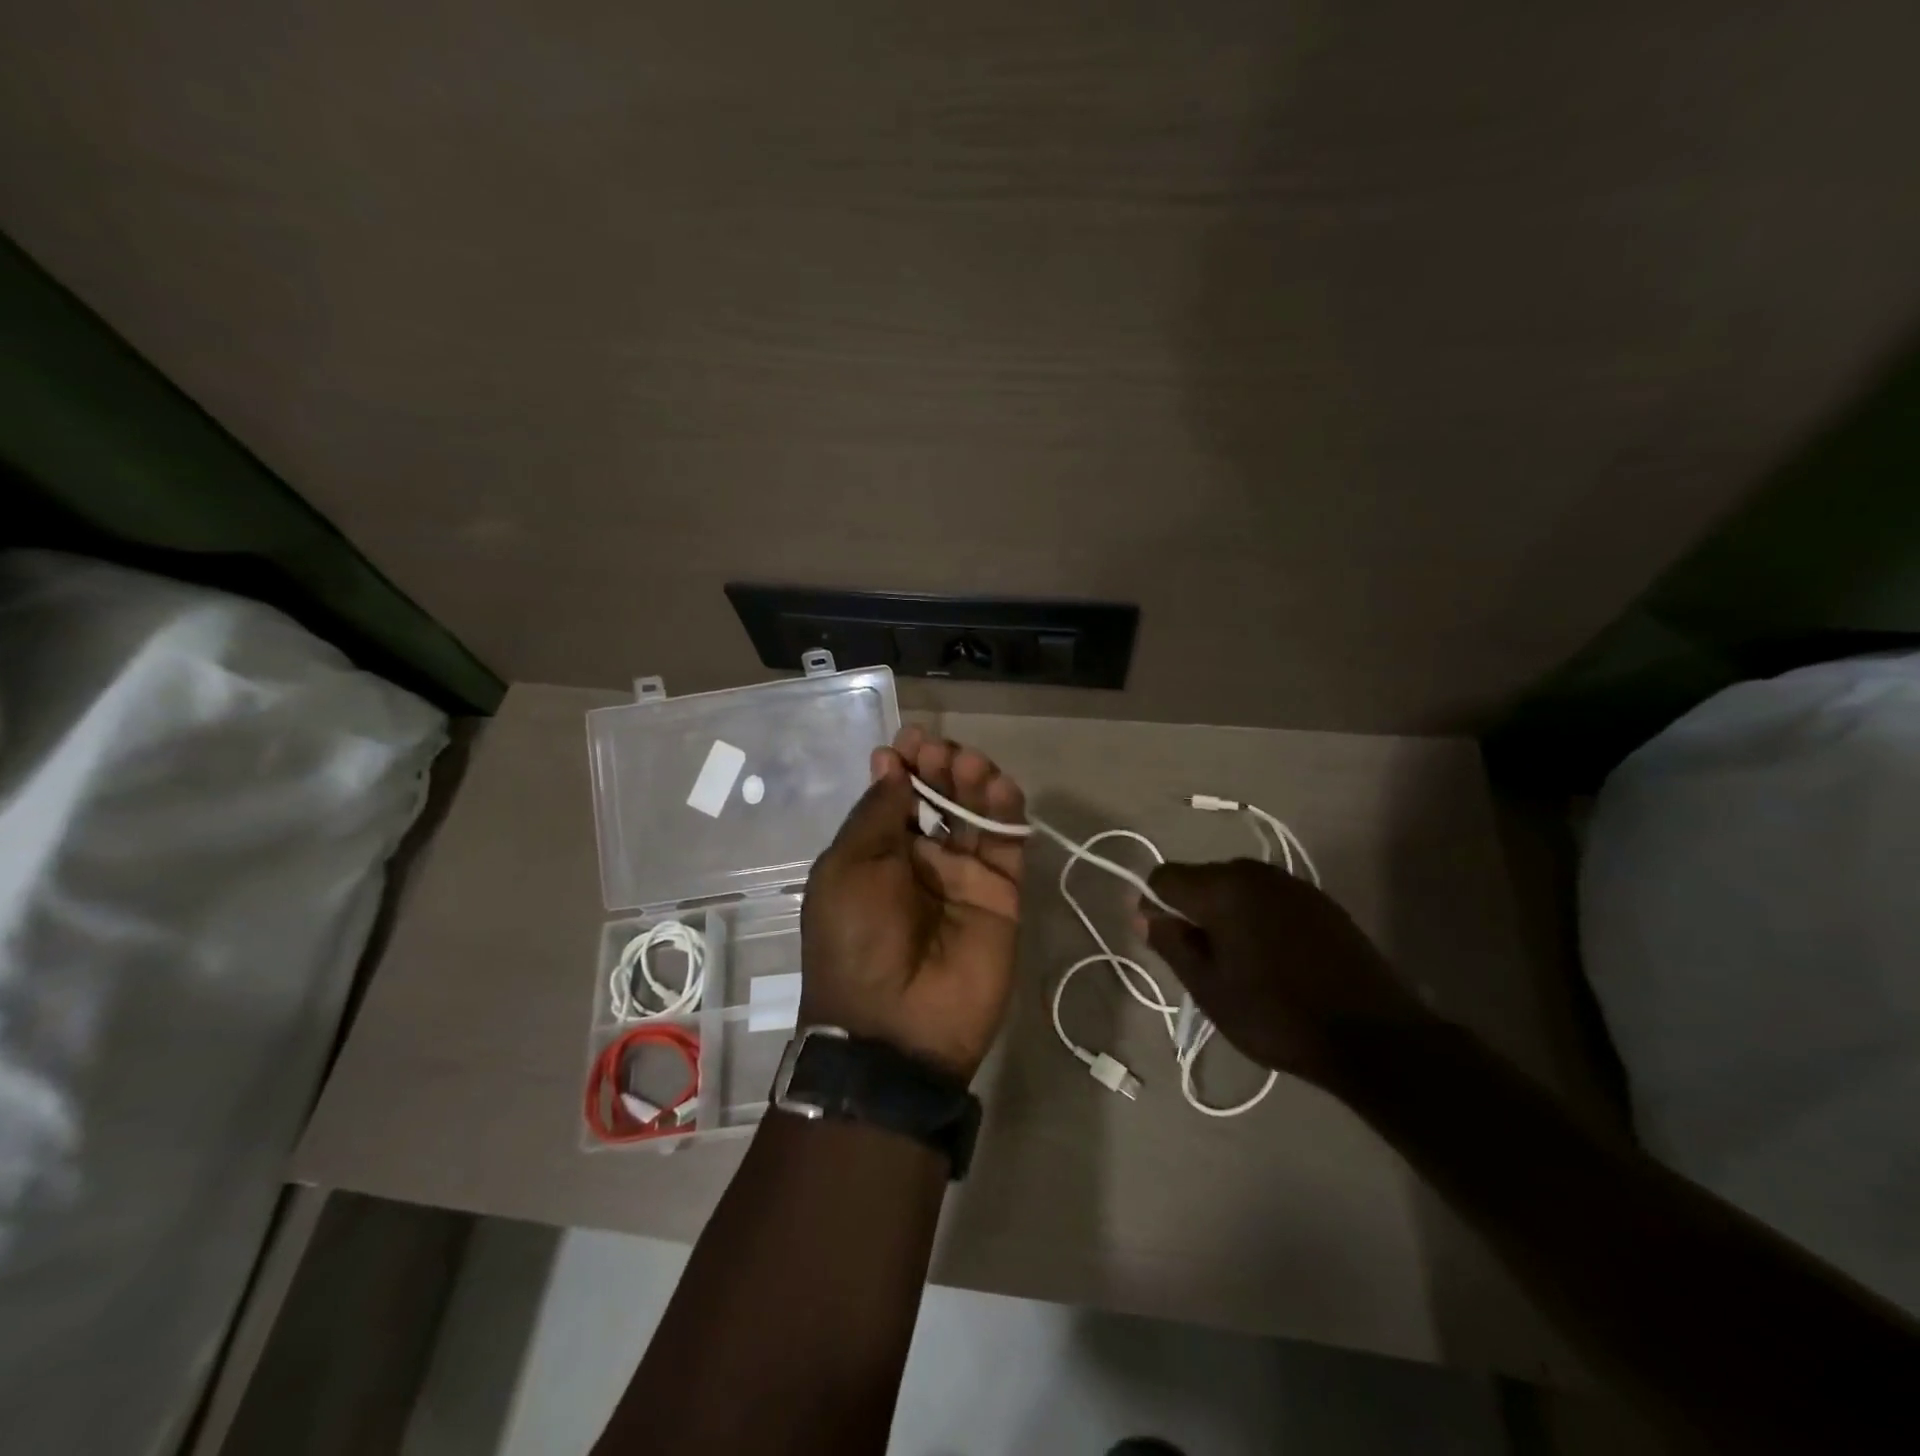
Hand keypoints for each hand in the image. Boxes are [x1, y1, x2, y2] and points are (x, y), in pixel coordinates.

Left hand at [799, 726, 1025, 1081]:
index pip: (896, 796)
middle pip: (938, 797)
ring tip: (968, 763)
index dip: (903, 764)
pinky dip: (1007, 811)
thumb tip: (890, 764)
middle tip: (937, 752)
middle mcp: (921, 859)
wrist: (895, 1026)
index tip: (908, 740)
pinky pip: (1007, 844)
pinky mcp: (1002, 894)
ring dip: (973, 780)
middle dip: (938, 766)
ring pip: (975, 813)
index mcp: (876, 854)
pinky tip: (1000, 786)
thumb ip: (876, 814)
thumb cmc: (856, 940)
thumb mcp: (847, 869)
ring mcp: (964, 876)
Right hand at [1141, 859, 1428, 1089]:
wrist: (1374, 1036)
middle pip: (1201, 878)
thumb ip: (1171, 943)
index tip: (1165, 943)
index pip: (1164, 877)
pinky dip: (1258, 918)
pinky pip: (1269, 898)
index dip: (1153, 906)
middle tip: (1204, 962)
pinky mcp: (1320, 900)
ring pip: (1236, 888)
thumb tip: (1143, 913)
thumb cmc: (1276, 1014)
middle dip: (1192, 911)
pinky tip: (1275, 958)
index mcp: (1222, 887)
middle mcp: (1254, 872)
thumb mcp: (1209, 989)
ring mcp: (1292, 884)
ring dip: (1226, 915)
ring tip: (1241, 963)